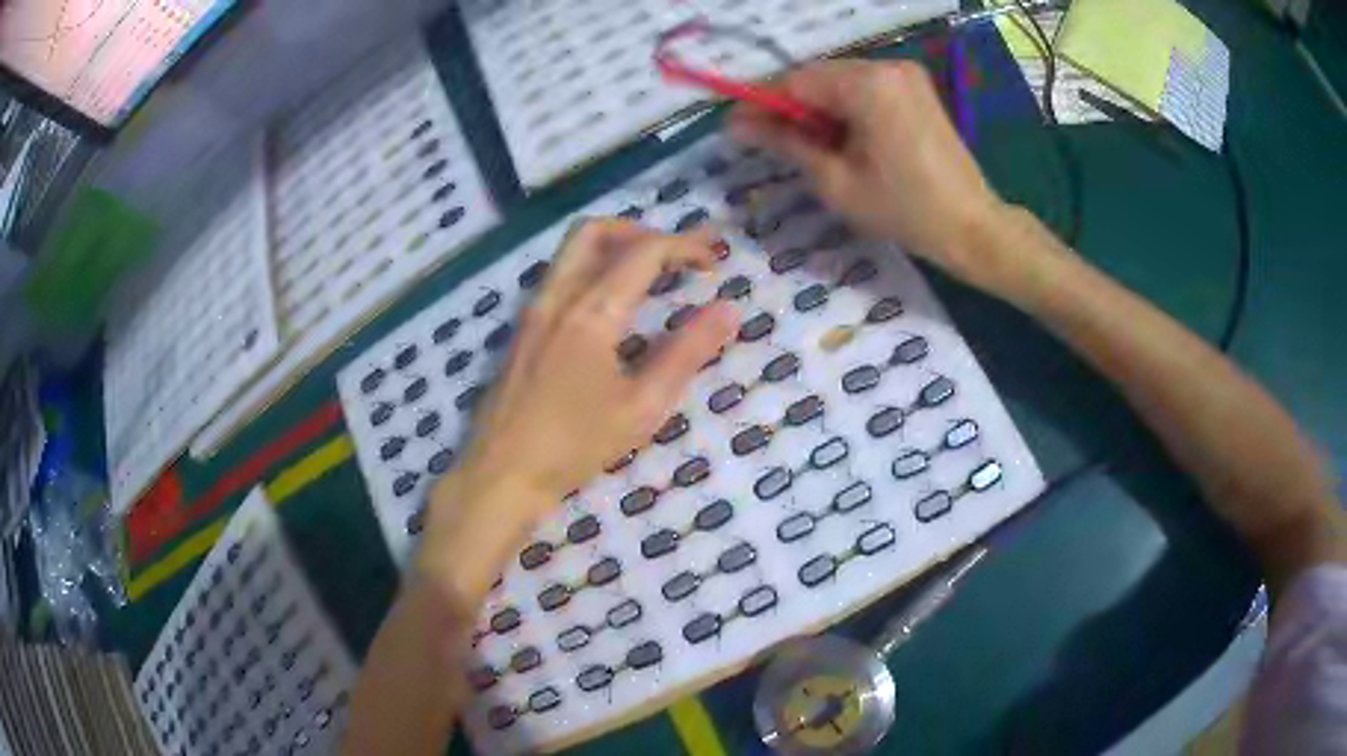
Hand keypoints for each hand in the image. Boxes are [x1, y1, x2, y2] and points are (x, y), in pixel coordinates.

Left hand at [417, 220, 737, 603]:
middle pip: (595, 231)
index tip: (715, 261)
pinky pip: (559, 275)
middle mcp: (557, 296)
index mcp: (592, 312)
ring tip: (649, 275)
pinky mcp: (522, 328)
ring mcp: (533, 309)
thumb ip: (687, 353)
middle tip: (676, 256)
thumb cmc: (574, 446)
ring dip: (614, 247)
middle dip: (642, 231)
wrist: (501, 473)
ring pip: (571, 250)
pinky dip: (592, 269)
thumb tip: (728, 310)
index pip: (644, 251)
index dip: (685, 246)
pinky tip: (611, 307)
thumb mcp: (642, 407)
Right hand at [731, 60, 1014, 290]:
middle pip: (818, 78)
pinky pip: (865, 90)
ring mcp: (906, 76)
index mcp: (868, 85)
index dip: (762, 103)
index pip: (796, 82)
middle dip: (790, 107)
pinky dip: (845, 109)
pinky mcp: (916, 90)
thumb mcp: (836, 181)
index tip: (735, 126)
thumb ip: (786, 143)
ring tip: (805, 146)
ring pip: (840, 83)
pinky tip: (838, 139)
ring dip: (817, 109)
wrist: (972, 227)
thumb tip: (737, 126)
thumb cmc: (904, 210)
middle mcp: (887, 67)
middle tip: (768, 141)